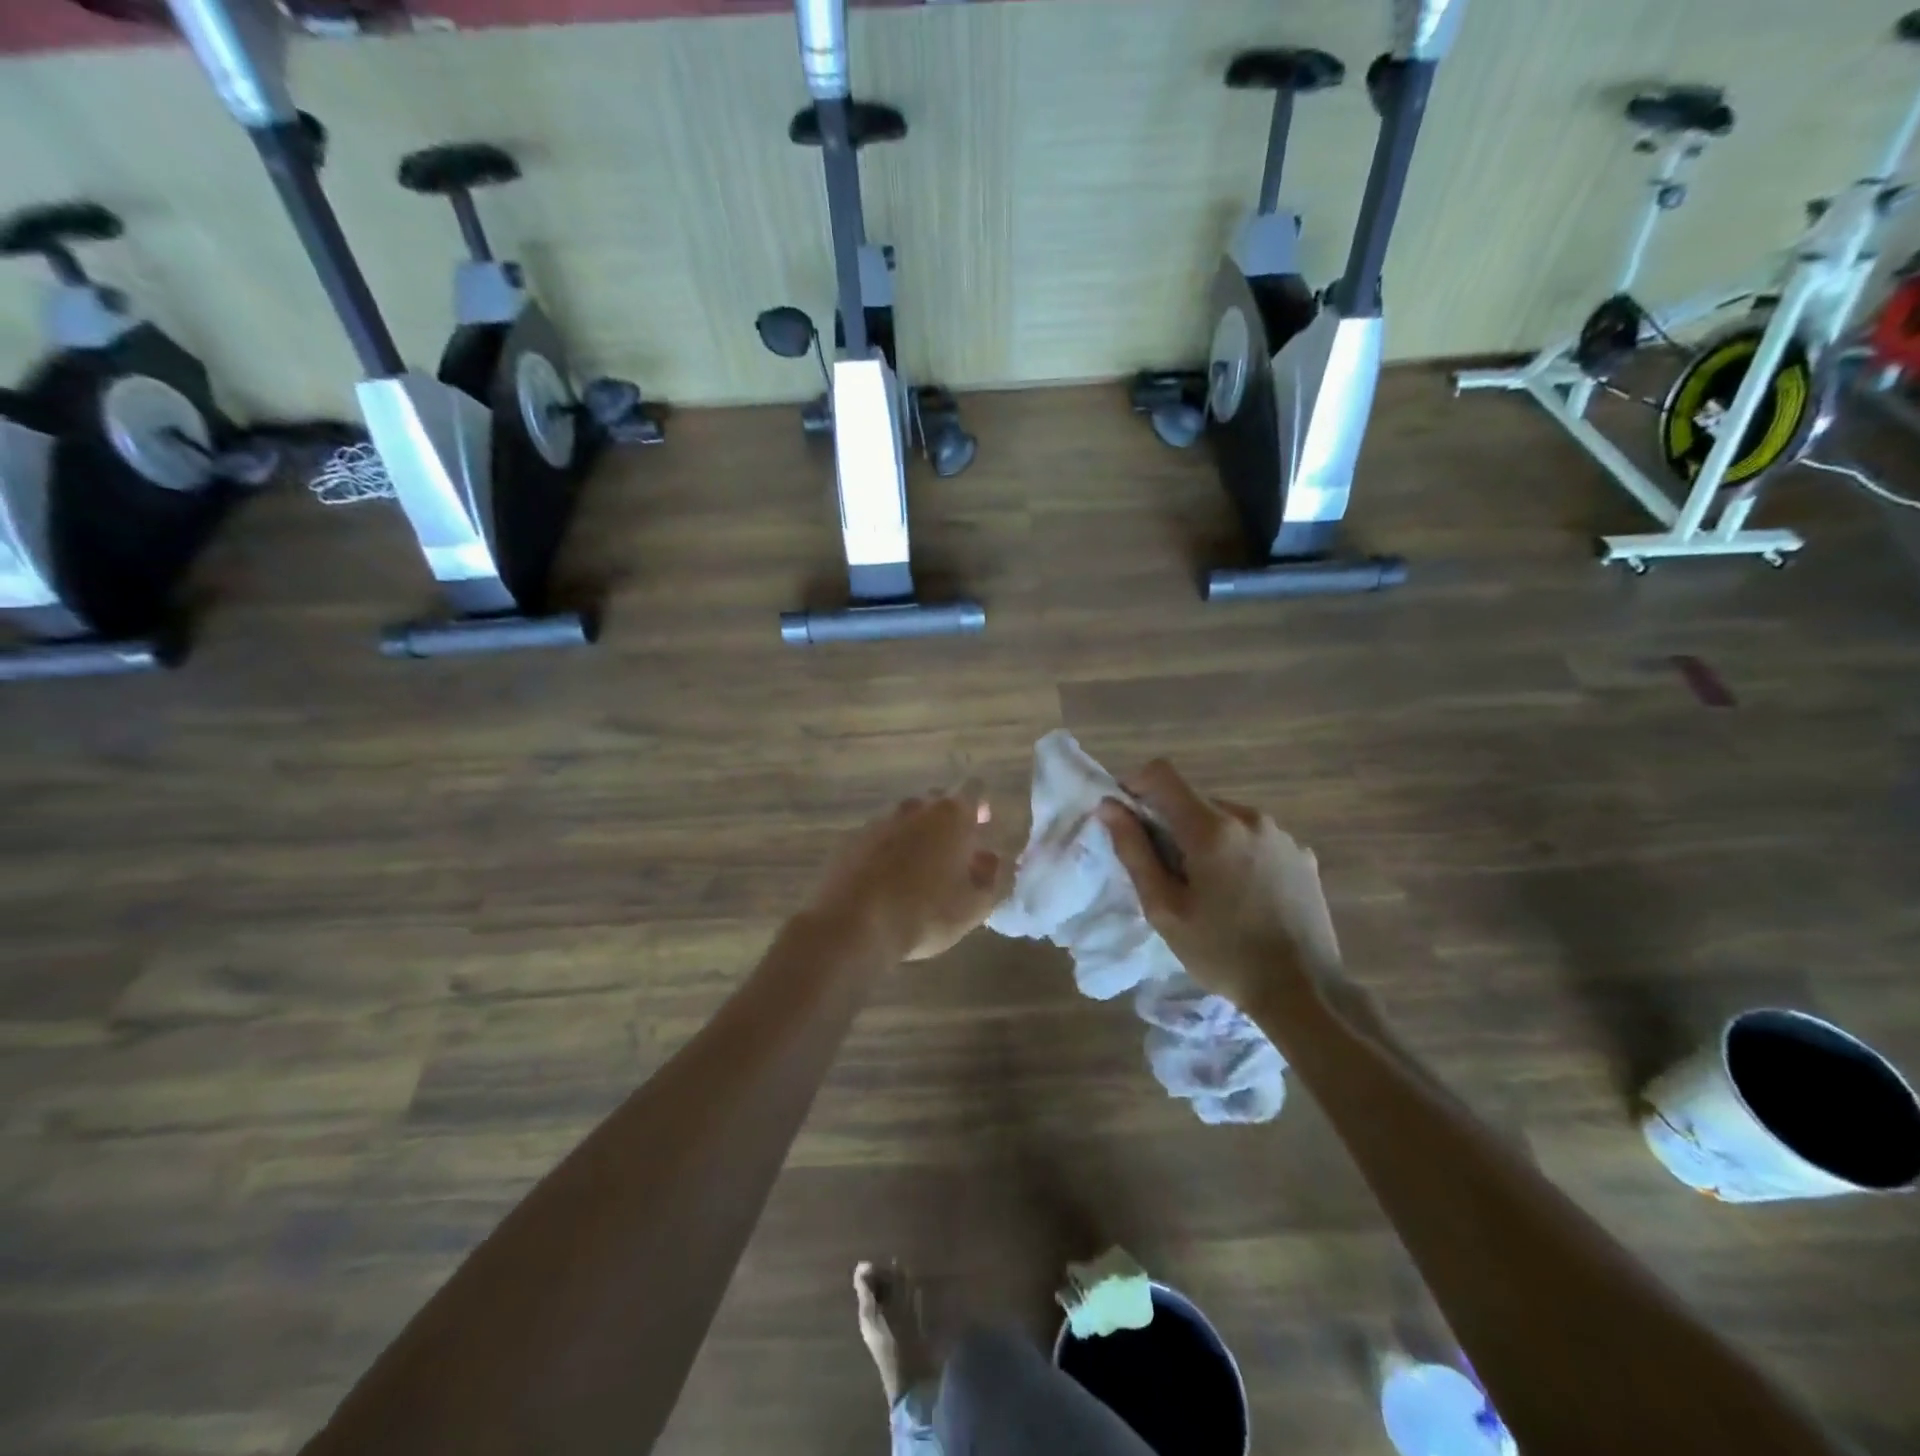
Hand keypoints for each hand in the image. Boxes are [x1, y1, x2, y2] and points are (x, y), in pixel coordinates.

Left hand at [807, 783, 1004, 961]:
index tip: (982, 826)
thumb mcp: (974, 906)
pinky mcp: (851, 840)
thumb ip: (991, 877)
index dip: (979, 806)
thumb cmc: (925, 914)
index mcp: (951, 816)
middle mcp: (914, 808)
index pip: (973, 790)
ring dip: (916, 835)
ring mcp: (878, 821)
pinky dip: (887, 850)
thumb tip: (990, 858)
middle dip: (948, 820)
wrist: (853, 925)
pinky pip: (878, 837)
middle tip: (954, 851)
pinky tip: (887, 878)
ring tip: (920, 869)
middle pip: (937, 801)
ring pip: (906, 819)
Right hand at [1097, 760, 1340, 1016]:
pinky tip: (1244, 896)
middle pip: (1194, 801)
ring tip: (1208, 889)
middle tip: (1166, 873)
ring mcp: (1281, 835)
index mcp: (1212, 827)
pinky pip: (1256, 839)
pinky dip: (1238, 853)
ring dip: (1206, 839)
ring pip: (1225, 819)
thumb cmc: (1222, 952)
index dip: (1136, 784)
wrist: (1303, 991)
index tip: (1127, 818)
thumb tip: (1109, 806)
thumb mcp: (1164, 909)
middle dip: (1171, 824)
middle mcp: (1249, 818)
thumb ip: (1134, 851)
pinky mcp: (1302, 855)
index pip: (1163, 774)